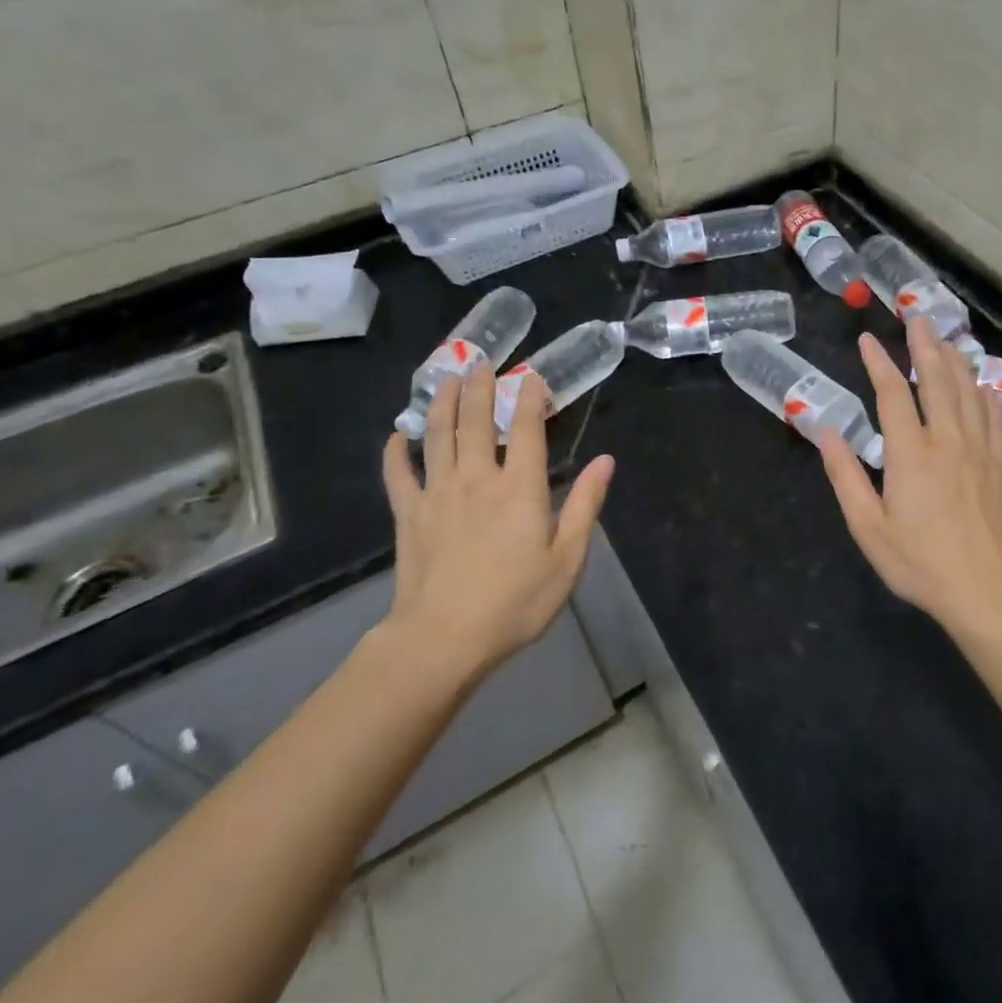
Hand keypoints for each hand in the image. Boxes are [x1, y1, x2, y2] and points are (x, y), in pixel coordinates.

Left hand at [378, 362, 614, 684]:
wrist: (443, 640)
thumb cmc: (515, 602)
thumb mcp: (567, 559)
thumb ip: (586, 505)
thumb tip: (605, 460)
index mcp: (520, 488)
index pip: (525, 429)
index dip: (530, 397)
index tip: (531, 376)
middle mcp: (477, 478)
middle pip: (474, 421)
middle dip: (478, 387)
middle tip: (478, 362)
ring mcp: (437, 494)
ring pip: (437, 436)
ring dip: (441, 403)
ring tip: (444, 378)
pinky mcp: (409, 515)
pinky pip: (398, 474)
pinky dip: (396, 451)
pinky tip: (396, 435)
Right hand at [819, 319, 1001, 628]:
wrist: (988, 591)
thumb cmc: (921, 563)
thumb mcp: (868, 526)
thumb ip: (845, 476)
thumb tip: (827, 431)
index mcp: (911, 453)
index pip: (893, 394)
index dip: (879, 363)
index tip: (868, 340)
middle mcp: (947, 441)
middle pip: (937, 381)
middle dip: (925, 347)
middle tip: (917, 319)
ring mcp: (979, 451)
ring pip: (969, 393)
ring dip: (956, 361)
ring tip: (946, 339)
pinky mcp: (1000, 466)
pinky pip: (994, 418)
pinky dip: (986, 395)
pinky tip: (983, 384)